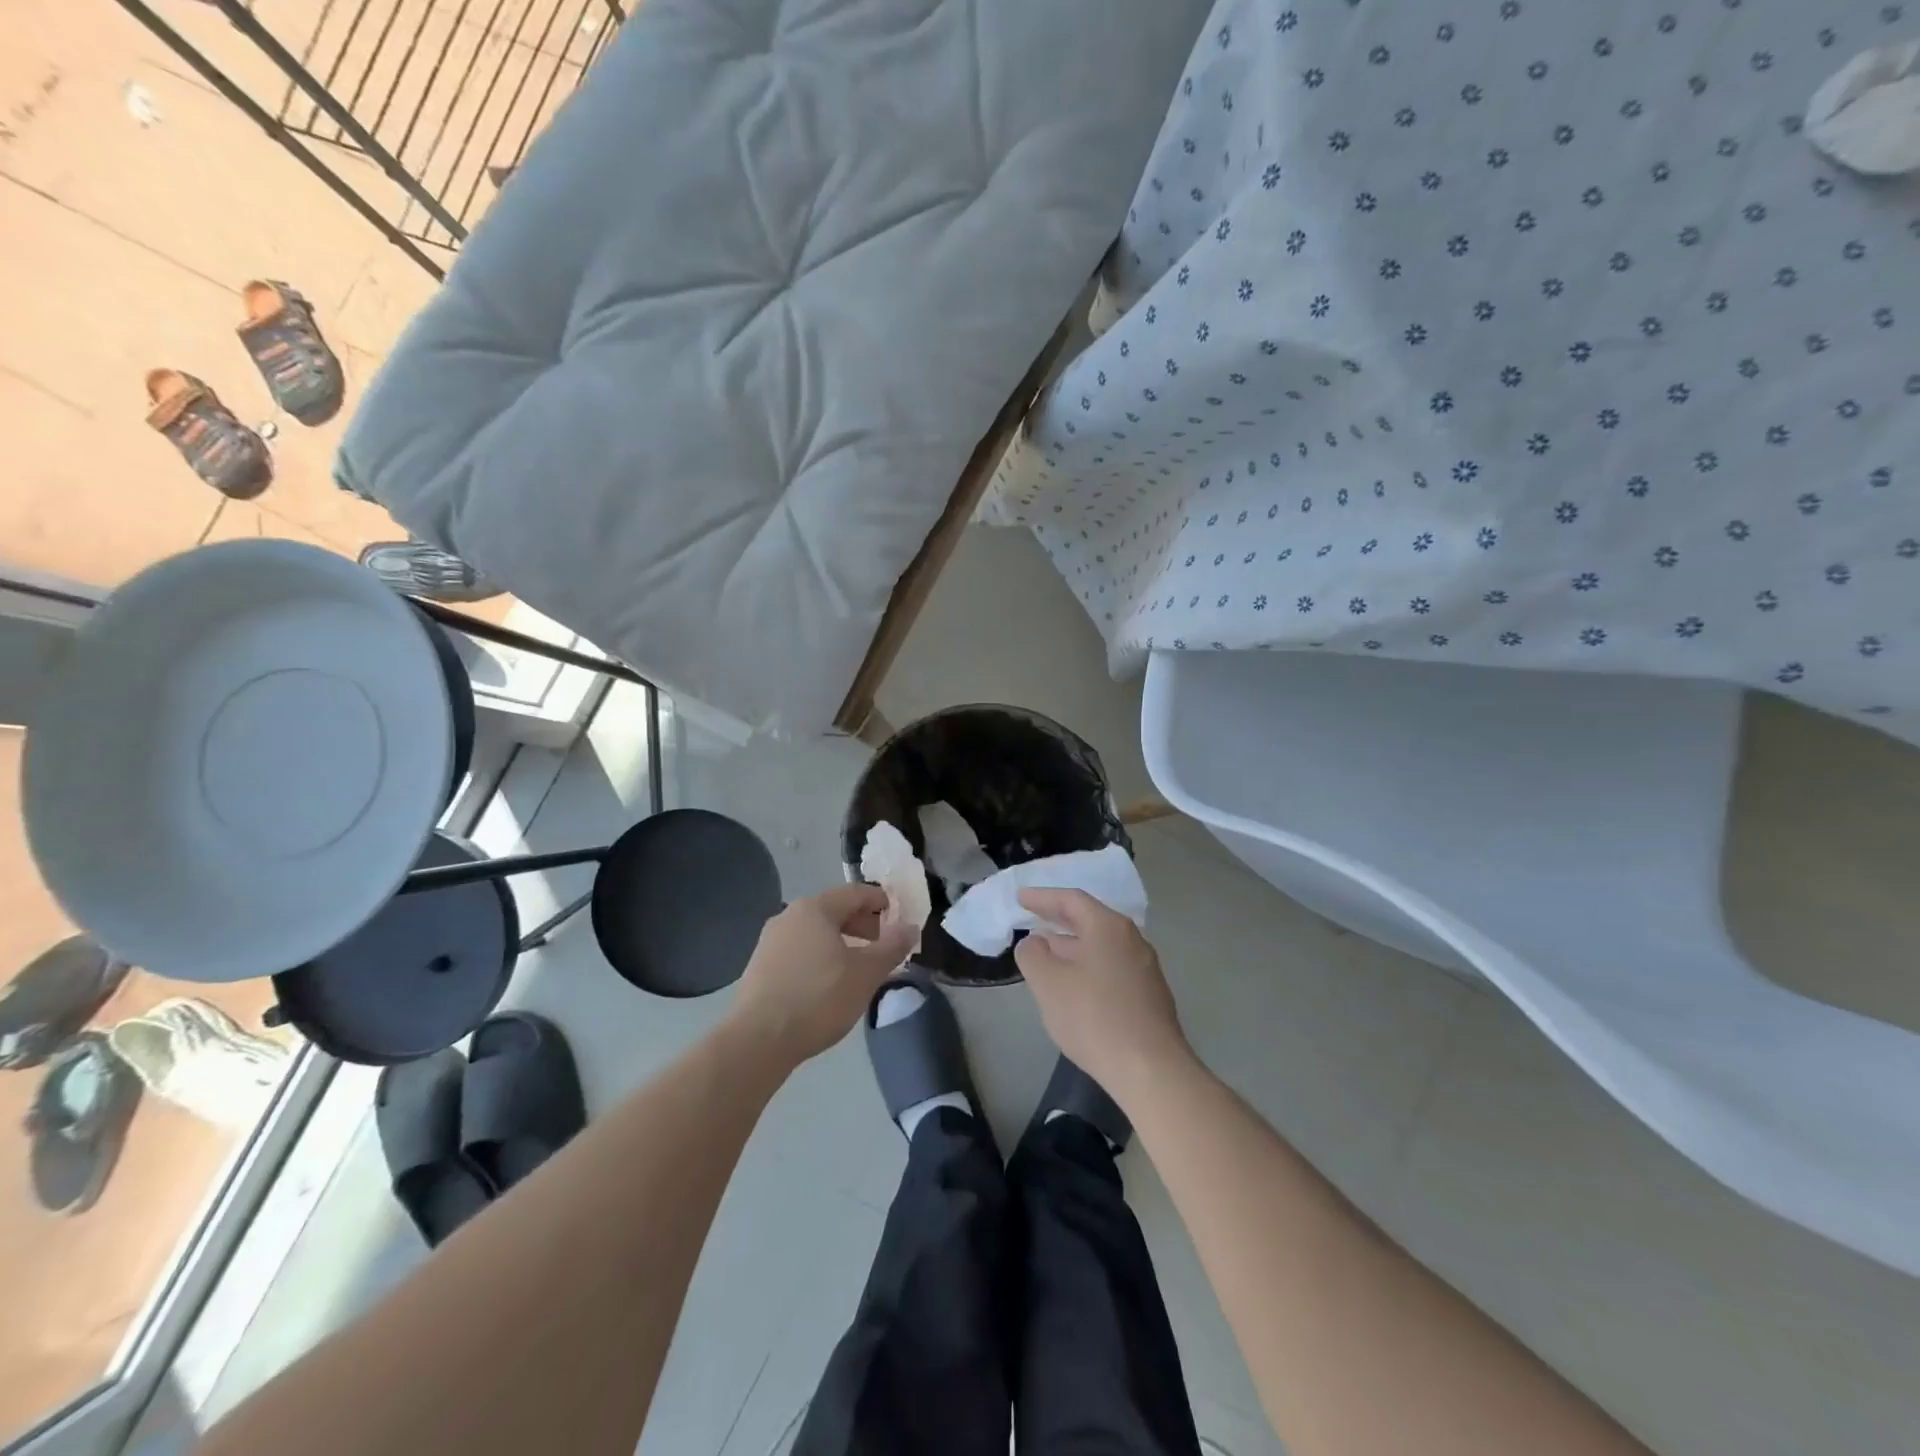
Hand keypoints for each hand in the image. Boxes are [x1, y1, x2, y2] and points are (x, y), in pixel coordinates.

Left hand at [730, 884, 914, 1066]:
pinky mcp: (760, 966)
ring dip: (842, 942)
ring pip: (816, 931)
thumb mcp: (866, 974)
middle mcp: (789, 916)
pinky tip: (829, 983)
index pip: (856, 892)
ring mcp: (770, 941)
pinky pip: (799, 950)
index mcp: (815, 909)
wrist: (758, 1040)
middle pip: (834, 910)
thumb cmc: (818, 999)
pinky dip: (821, 956)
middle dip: (863, 924)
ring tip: (859, 967)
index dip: (882, 902)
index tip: (900, 919)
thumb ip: (892, 947)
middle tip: (883, 946)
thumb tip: (910, 927)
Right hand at [1014, 888, 1190, 1099]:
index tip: (1020, 898)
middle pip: (1089, 920)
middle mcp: (1131, 939)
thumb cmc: (1094, 1018)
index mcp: (1108, 927)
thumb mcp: (1049, 984)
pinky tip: (1073, 986)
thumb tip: (1033, 943)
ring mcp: (1144, 967)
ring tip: (1046, 953)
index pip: (1071, 900)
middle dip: (1057, 920)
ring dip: (1071, 946)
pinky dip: (1087, 966)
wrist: (1150, 1069)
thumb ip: (1033, 955)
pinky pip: (1110, 967)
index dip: (1042, 897)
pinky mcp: (1149, 995)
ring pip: (1100, 946)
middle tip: (1031, 919)